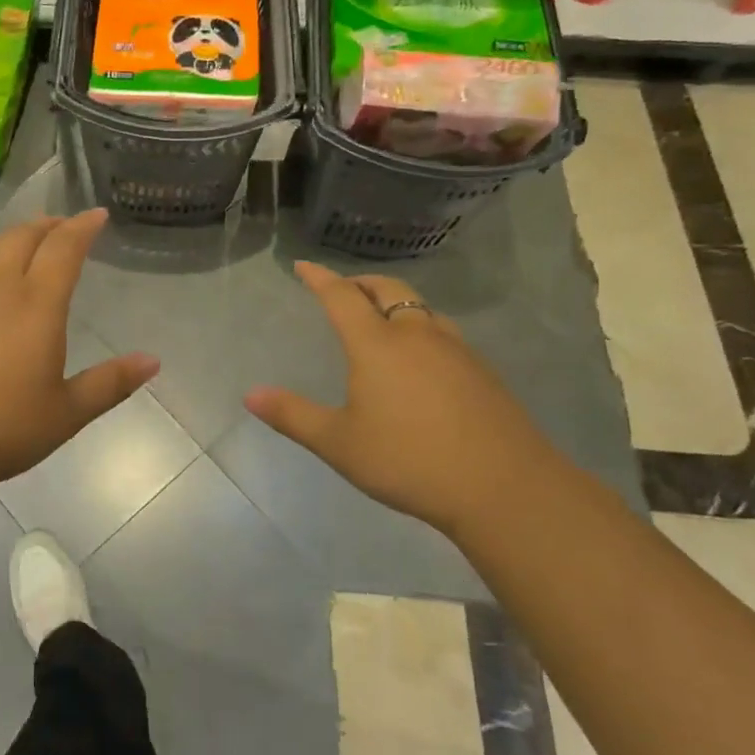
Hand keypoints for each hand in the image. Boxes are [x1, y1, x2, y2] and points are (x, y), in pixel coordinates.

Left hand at [0, 210, 158, 496]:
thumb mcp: (65, 414)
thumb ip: (110, 383)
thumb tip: (152, 360)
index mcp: (37, 306)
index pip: (64, 249)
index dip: (83, 227)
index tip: (96, 215)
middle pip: (25, 238)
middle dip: (49, 226)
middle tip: (63, 226)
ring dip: (12, 235)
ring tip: (23, 239)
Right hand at [245, 263, 566, 534]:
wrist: (504, 488)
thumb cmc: (409, 460)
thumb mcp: (339, 443)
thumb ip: (293, 416)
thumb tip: (250, 394)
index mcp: (377, 344)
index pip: (342, 296)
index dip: (320, 278)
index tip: (303, 266)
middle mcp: (417, 334)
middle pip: (388, 289)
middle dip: (361, 283)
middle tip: (344, 289)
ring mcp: (456, 350)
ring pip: (421, 308)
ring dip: (396, 302)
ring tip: (382, 318)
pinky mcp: (482, 371)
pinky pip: (444, 332)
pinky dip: (422, 327)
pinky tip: (423, 358)